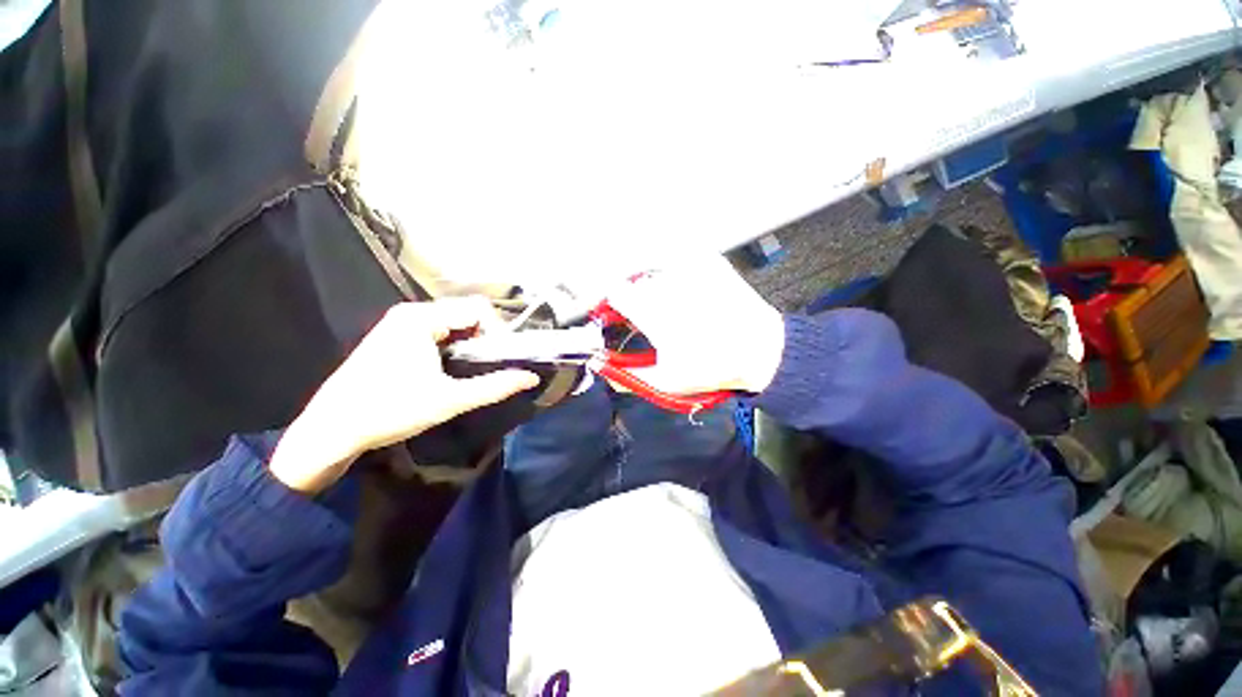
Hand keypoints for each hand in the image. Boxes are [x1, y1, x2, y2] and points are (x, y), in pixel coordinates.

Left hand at [269, 298, 539, 493]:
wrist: (332, 430)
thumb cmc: (390, 410)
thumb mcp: (450, 400)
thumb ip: (495, 386)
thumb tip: (531, 378)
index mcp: (421, 319)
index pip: (477, 309)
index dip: (497, 331)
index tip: (501, 359)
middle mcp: (410, 312)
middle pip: (466, 312)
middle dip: (485, 336)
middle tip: (490, 365)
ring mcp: (400, 323)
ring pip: (453, 322)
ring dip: (470, 341)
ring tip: (473, 369)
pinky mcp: (394, 336)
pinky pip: (438, 329)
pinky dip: (454, 344)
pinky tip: (451, 368)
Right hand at [605, 257, 784, 395]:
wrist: (762, 350)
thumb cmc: (713, 367)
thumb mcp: (665, 382)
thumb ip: (626, 376)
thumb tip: (600, 366)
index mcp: (654, 312)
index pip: (614, 292)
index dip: (611, 304)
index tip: (615, 314)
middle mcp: (669, 284)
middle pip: (635, 281)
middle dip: (635, 298)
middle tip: (648, 317)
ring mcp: (692, 268)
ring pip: (657, 271)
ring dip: (656, 288)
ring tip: (674, 309)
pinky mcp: (709, 261)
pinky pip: (681, 261)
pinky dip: (678, 275)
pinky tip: (690, 294)